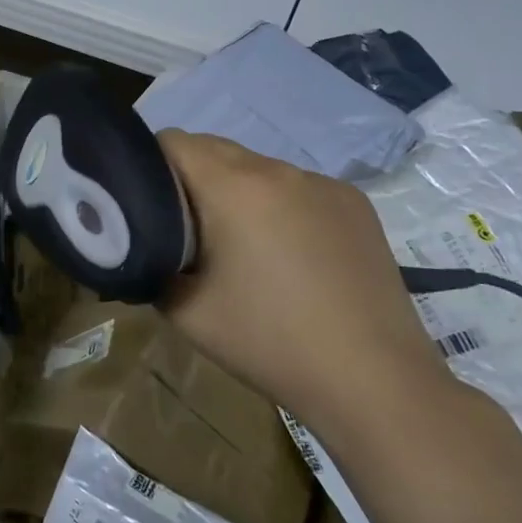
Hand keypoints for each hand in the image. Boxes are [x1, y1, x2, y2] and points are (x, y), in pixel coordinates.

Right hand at [156, 129, 452, 440]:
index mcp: (233, 187)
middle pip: (214, 148)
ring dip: (236, 191)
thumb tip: (148, 245)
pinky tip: (292, 254)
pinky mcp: (355, 203)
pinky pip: (297, 187)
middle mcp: (278, 169)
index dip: (148, 166)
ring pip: (257, 167)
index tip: (147, 206)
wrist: (374, 380)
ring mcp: (323, 183)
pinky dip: (279, 205)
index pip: (173, 142)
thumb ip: (151, 263)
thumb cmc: (269, 342)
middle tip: (187, 231)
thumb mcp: (185, 311)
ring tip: (243, 246)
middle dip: (190, 178)